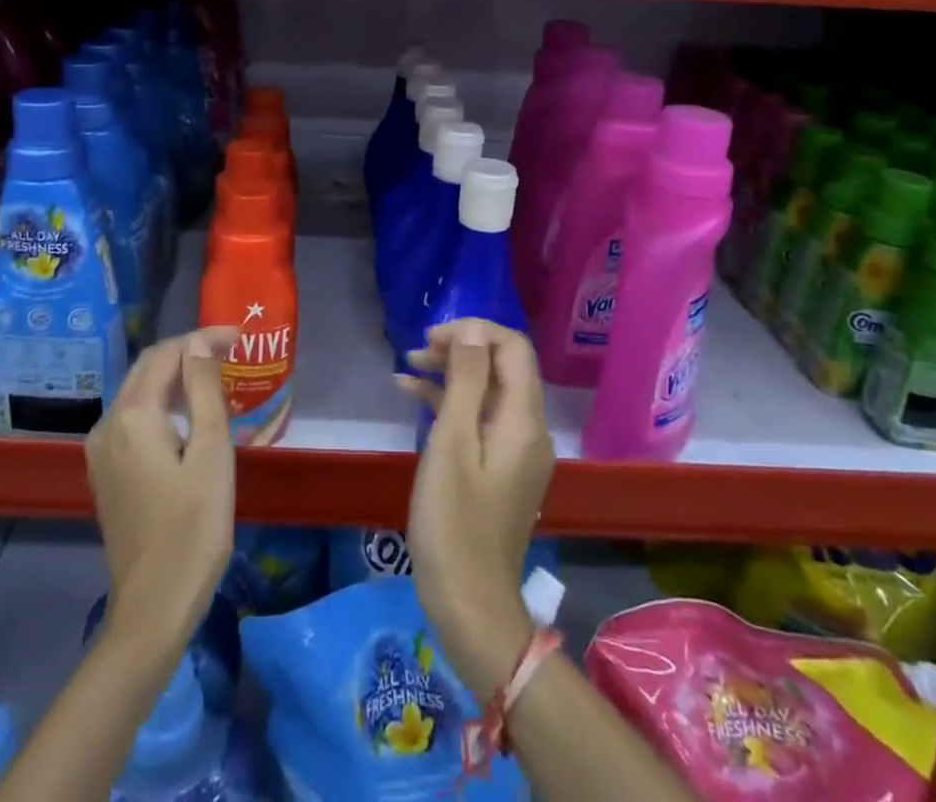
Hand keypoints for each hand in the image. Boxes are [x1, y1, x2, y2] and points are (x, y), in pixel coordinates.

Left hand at [87, 328, 237, 652]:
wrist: (154, 606)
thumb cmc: (193, 527)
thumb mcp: (211, 452)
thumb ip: (203, 390)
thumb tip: (199, 345)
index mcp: (133, 415)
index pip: (167, 354)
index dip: (202, 339)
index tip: (239, 338)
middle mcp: (108, 424)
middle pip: (147, 368)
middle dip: (187, 351)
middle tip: (229, 350)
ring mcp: (102, 451)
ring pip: (138, 392)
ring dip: (174, 376)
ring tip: (213, 375)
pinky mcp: (106, 473)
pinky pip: (133, 419)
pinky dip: (161, 403)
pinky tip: (187, 413)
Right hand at [397, 319, 555, 691]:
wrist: (469, 605)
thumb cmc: (454, 521)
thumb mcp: (453, 442)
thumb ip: (466, 380)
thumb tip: (473, 329)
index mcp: (523, 420)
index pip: (513, 348)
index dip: (475, 331)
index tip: (434, 337)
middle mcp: (528, 430)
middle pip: (502, 367)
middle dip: (461, 349)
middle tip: (417, 350)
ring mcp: (515, 452)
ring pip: (487, 392)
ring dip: (451, 373)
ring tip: (407, 366)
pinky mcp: (499, 470)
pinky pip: (479, 421)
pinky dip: (449, 404)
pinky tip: (411, 395)